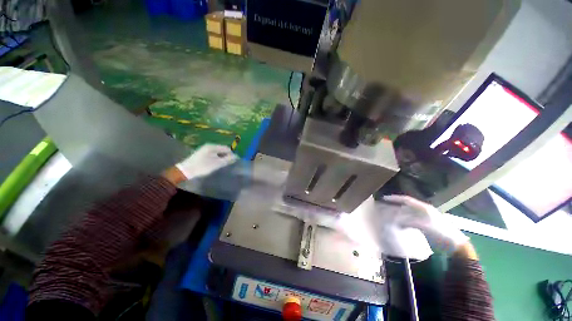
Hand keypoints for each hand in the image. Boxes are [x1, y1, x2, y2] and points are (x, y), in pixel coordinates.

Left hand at [175, 144, 238, 180]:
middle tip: (230, 163)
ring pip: (218, 152)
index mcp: (212, 147)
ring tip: (224, 164)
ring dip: (222, 157)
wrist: (185, 171)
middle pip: (222, 149)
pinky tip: (217, 163)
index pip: (226, 148)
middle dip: (227, 155)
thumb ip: (227, 159)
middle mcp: (209, 146)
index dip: (232, 154)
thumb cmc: (202, 167)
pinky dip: (217, 158)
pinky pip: (213, 154)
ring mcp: (205, 149)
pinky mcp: (202, 154)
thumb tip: (236, 156)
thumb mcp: (217, 164)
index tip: (235, 161)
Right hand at [383, 195, 469, 253]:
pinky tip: (398, 223)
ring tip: (388, 213)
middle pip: (406, 204)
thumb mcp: (426, 227)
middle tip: (384, 205)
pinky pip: (410, 219)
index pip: (406, 200)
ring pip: (408, 212)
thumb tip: (397, 220)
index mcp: (424, 208)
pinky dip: (403, 219)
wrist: (455, 245)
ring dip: (398, 212)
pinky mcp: (424, 224)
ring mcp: (424, 217)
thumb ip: (410, 222)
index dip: (395, 198)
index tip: (384, 198)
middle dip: (395, 204)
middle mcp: (423, 210)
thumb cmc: (442, 234)